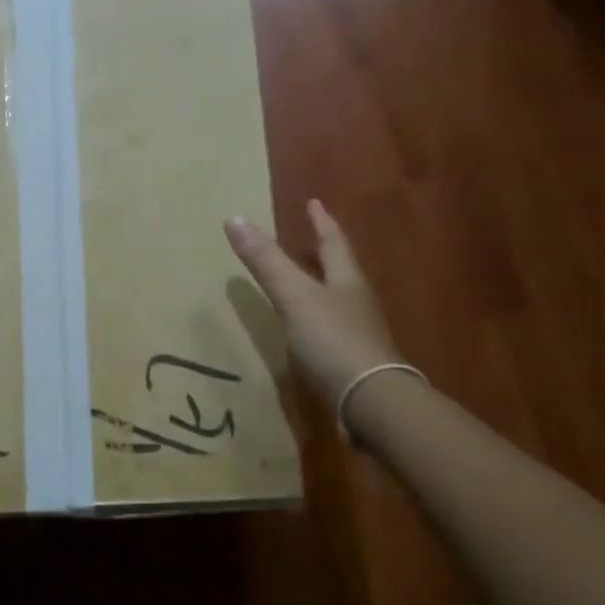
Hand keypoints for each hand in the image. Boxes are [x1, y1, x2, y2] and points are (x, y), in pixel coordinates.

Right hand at [224, 199, 400, 406]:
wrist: (369, 401)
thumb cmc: (332, 340)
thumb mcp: (294, 296)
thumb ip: (265, 262)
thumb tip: (234, 218)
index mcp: (346, 281)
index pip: (333, 242)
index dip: (321, 222)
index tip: (314, 203)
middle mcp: (356, 302)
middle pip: (340, 270)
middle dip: (324, 253)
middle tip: (310, 239)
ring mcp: (358, 333)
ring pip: (338, 300)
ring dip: (322, 286)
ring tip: (305, 282)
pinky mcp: (353, 361)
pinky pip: (333, 330)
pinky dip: (318, 320)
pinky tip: (307, 331)